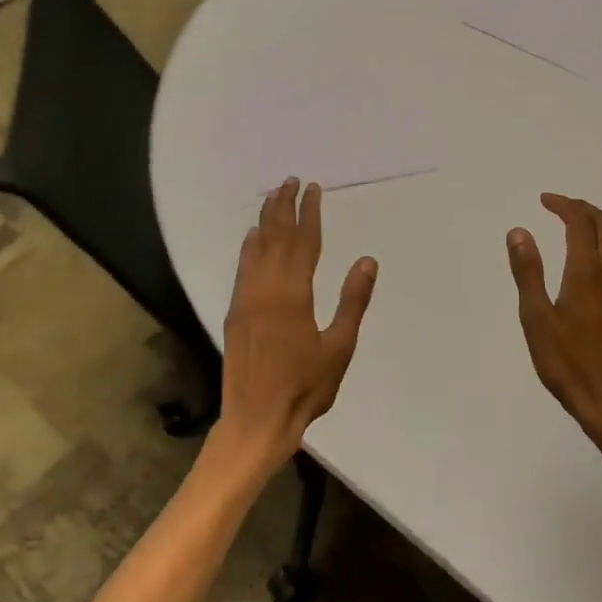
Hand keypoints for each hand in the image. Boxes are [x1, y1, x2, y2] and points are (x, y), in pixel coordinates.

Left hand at [216, 178, 377, 471]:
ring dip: (264, 220)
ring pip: (256, 249)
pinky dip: (247, 248)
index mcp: (294, 296)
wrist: (256, 421)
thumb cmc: (305, 388)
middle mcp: (266, 289)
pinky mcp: (234, 313)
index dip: (309, 213)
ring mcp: (246, 300)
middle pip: (276, 238)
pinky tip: (251, 236)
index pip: (304, 243)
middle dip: (284, 207)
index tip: (313, 188)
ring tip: (272, 196)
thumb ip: (353, 301)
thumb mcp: (339, 348)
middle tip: (290, 180)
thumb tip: (367, 260)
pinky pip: (242, 269)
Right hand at [506, 194, 601, 443]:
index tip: (544, 200)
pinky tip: (598, 264)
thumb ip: (528, 272)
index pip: (580, 222)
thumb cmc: (567, 362)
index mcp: (586, 272)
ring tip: (578, 227)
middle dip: (583, 208)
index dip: (563, 204)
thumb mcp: (536, 318)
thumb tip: (519, 231)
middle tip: (559, 207)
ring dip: (601, 224)